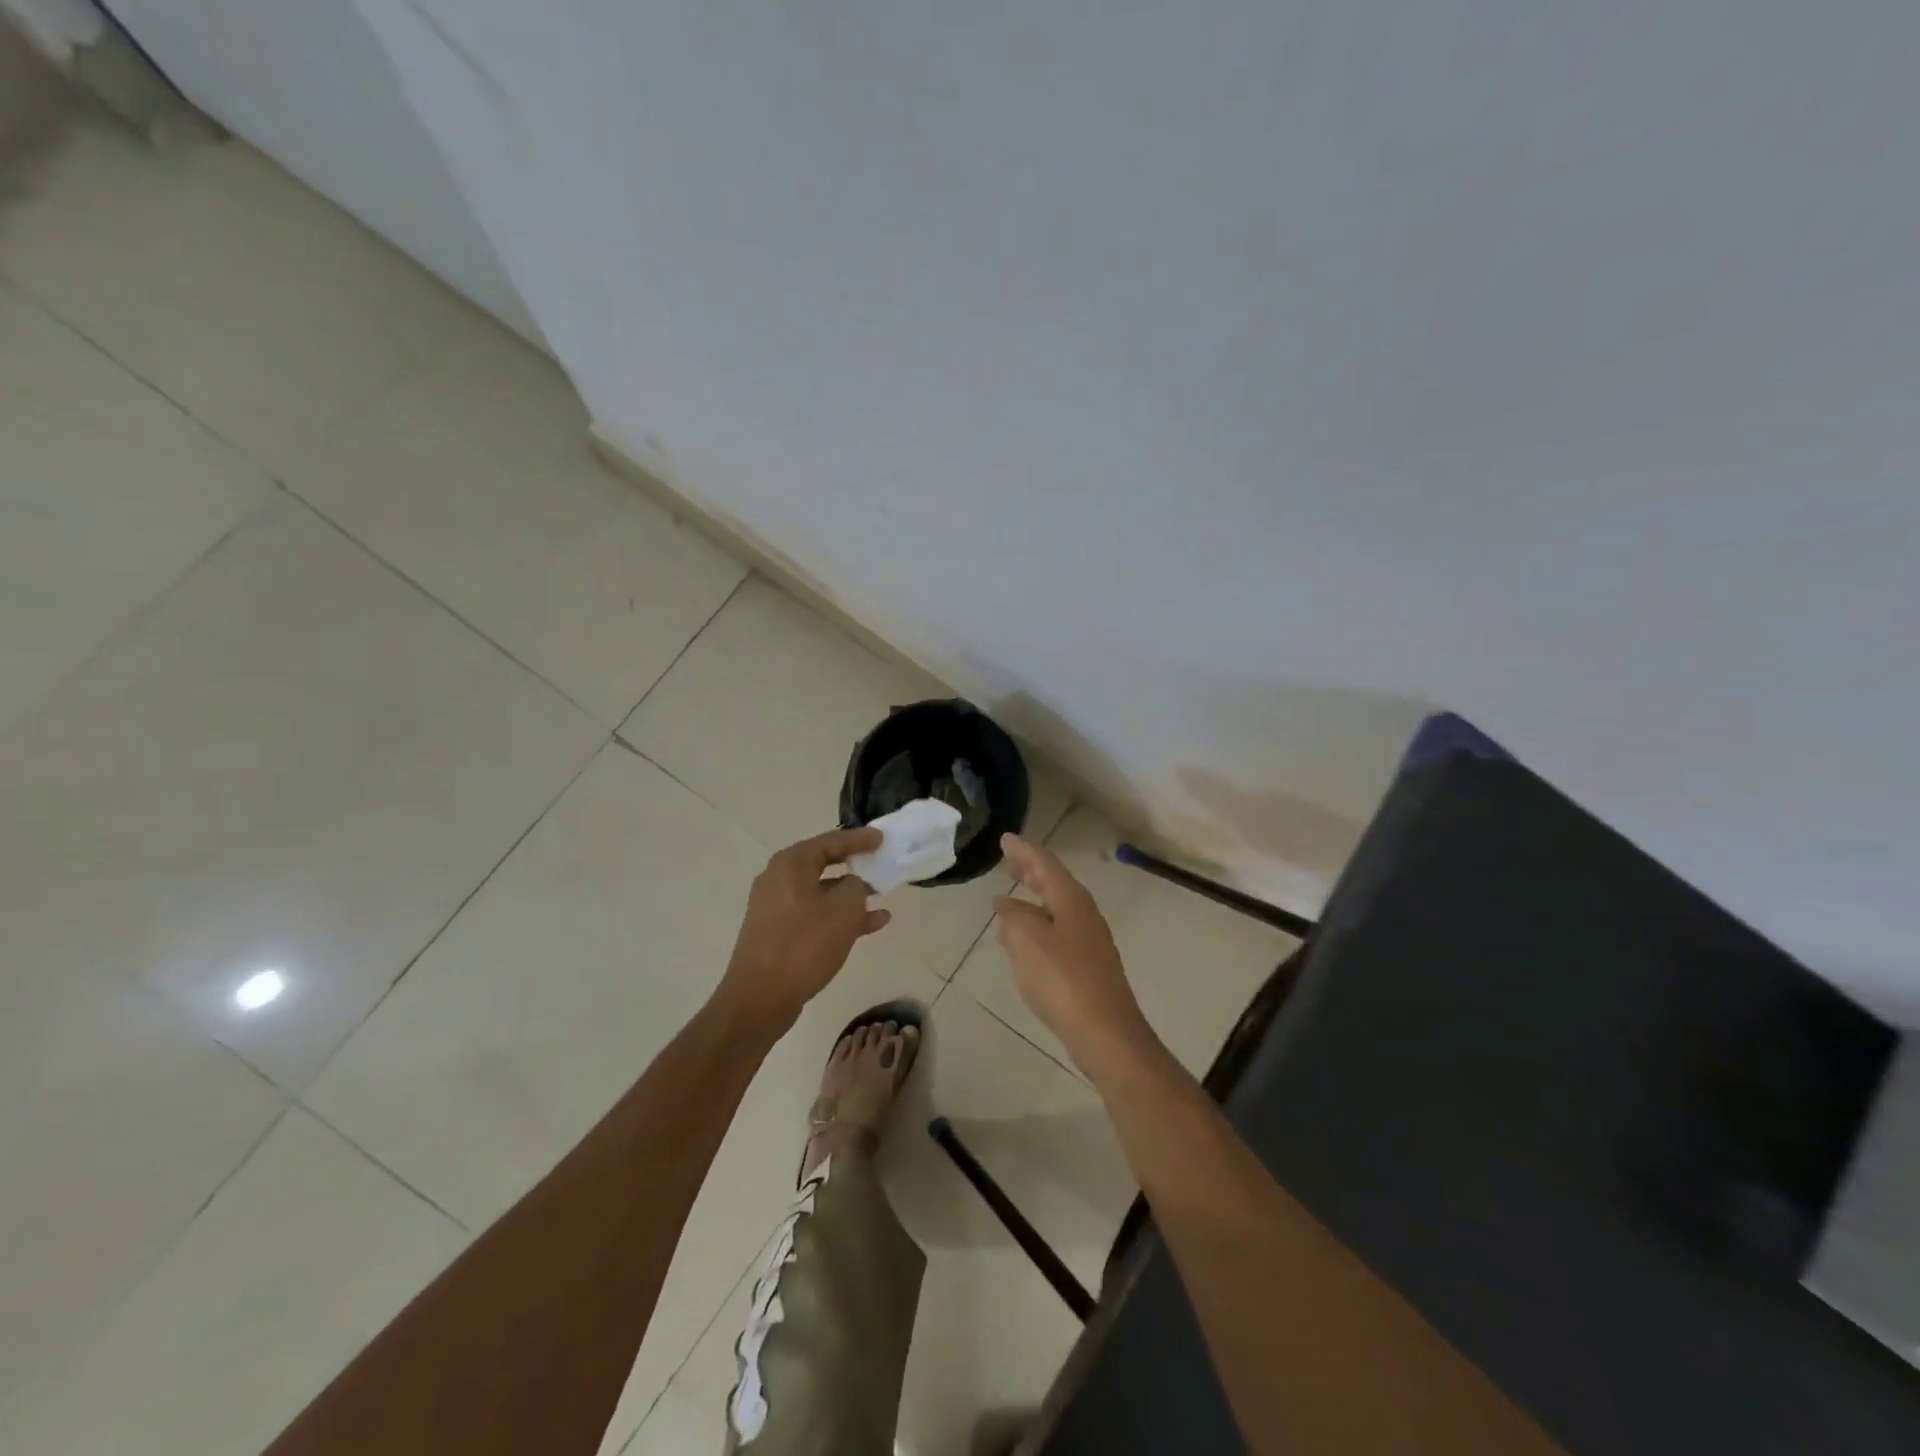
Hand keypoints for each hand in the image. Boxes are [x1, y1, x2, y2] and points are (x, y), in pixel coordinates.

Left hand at [719, 827, 890, 1031]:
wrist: (760, 998)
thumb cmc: (804, 944)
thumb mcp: (844, 909)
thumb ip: (856, 887)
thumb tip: (853, 885)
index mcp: (791, 864)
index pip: (831, 841)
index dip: (859, 839)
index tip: (881, 839)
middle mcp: (779, 879)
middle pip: (824, 864)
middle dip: (855, 866)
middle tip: (880, 864)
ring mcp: (776, 907)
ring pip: (822, 893)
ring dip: (851, 895)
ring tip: (882, 899)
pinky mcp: (778, 932)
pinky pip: (815, 915)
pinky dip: (839, 917)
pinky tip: (871, 925)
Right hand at [994, 834, 1159, 1083]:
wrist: (1104, 1032)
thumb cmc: (1062, 978)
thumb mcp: (1026, 940)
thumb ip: (1013, 917)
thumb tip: (1007, 903)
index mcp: (1071, 899)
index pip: (1045, 865)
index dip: (1023, 851)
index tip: (1005, 839)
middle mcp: (1083, 914)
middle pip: (1054, 883)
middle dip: (1030, 870)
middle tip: (1009, 858)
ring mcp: (1089, 940)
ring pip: (1056, 907)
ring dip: (1034, 898)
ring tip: (1011, 895)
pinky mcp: (1087, 965)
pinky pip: (1057, 930)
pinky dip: (1038, 923)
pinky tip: (1025, 938)